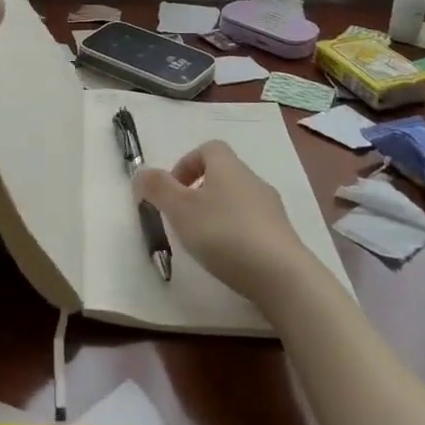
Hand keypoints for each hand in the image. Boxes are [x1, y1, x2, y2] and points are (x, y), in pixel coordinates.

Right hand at [133, 142, 308, 302]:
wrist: (282, 276)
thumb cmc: (224, 234)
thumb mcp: (180, 209)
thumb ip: (157, 188)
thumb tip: (141, 173)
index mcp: (228, 166)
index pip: (208, 148)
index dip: (187, 163)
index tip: (172, 189)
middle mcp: (252, 180)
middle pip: (223, 174)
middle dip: (200, 191)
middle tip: (183, 217)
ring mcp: (271, 208)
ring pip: (238, 199)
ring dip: (218, 213)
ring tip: (203, 241)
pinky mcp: (282, 236)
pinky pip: (253, 224)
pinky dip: (236, 233)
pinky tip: (228, 257)